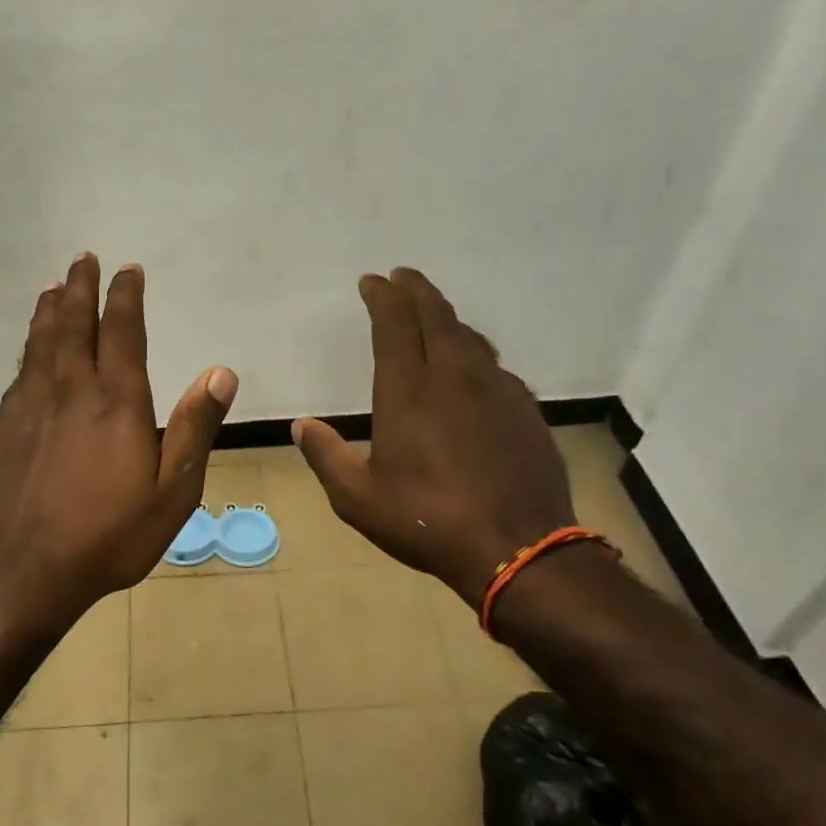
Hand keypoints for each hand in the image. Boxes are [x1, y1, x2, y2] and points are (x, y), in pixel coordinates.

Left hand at [0, 253, 237, 636]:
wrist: (23, 570)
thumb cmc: (109, 535)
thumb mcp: (172, 492)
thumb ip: (195, 428)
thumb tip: (222, 372)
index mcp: (117, 400)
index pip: (122, 331)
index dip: (125, 296)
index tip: (127, 270)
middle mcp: (71, 389)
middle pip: (74, 324)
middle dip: (80, 288)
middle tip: (83, 260)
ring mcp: (31, 405)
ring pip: (41, 342)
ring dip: (50, 310)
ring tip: (53, 288)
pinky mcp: (6, 426)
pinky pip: (20, 371)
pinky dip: (29, 347)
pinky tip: (31, 349)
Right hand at [292, 267, 575, 606]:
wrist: (517, 548)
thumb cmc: (426, 521)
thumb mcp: (358, 499)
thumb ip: (326, 457)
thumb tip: (301, 426)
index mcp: (408, 391)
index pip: (394, 325)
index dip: (382, 297)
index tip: (372, 281)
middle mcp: (453, 377)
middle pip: (436, 316)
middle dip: (416, 291)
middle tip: (403, 276)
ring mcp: (495, 390)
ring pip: (469, 337)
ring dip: (446, 318)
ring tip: (433, 314)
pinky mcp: (524, 409)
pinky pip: (494, 366)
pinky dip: (475, 353)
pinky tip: (472, 368)